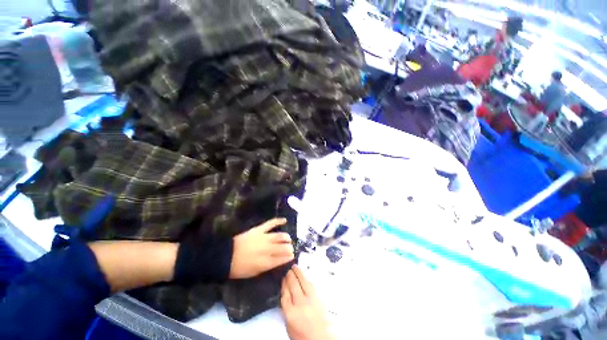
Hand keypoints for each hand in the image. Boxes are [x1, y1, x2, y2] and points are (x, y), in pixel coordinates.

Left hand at [230, 218, 293, 278]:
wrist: (226, 256)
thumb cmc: (239, 268)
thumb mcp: (254, 273)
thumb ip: (267, 267)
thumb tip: (277, 261)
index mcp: (266, 262)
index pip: (282, 259)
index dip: (288, 257)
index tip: (292, 256)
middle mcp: (268, 249)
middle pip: (283, 247)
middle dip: (289, 248)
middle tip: (291, 248)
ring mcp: (264, 238)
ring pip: (280, 236)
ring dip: (286, 237)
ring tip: (288, 239)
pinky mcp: (259, 229)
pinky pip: (271, 223)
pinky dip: (278, 221)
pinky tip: (284, 220)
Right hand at [281, 265, 331, 339]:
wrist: (320, 337)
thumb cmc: (303, 334)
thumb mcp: (289, 324)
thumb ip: (286, 308)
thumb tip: (286, 293)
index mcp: (290, 312)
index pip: (285, 293)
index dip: (283, 284)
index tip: (283, 278)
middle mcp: (300, 303)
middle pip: (293, 284)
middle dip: (290, 275)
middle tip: (288, 269)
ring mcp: (310, 299)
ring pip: (302, 281)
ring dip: (298, 272)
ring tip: (295, 267)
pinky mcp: (318, 297)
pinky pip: (310, 284)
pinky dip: (306, 279)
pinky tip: (304, 276)